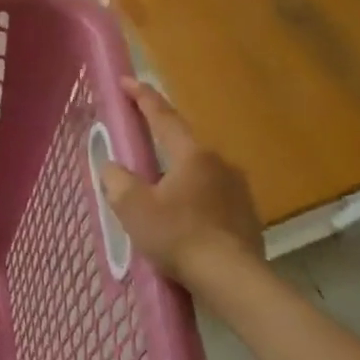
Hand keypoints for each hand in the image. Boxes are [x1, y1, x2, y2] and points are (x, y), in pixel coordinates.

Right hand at [98, 79, 264, 281]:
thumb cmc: (178, 236)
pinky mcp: (247, 215)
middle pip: (183, 145)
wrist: (232, 278)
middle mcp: (219, 163)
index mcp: (191, 154)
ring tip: (159, 194)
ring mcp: (238, 189)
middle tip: (140, 147)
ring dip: (178, 176)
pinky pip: (212, 197)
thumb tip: (111, 166)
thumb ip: (117, 181)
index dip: (142, 97)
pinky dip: (194, 201)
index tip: (126, 80)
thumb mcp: (134, 208)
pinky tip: (184, 221)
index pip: (162, 117)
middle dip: (161, 142)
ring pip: (199, 173)